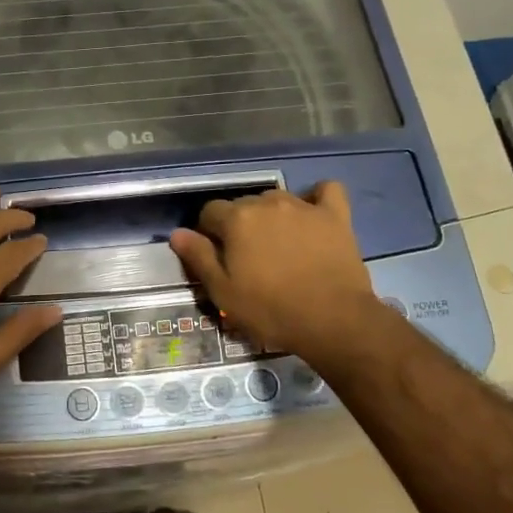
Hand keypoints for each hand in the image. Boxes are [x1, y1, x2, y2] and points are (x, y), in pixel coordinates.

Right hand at [169, 183, 384, 371]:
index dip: (209, 233)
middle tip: (248, 257)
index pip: (210, 212)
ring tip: (278, 244)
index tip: (217, 257)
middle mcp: (267, 203)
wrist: (334, 321)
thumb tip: (178, 233)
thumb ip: (199, 257)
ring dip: (271, 215)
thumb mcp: (223, 292)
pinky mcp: (334, 215)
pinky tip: (313, 214)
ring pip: (276, 199)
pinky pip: (326, 191)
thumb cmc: (271, 310)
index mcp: (236, 219)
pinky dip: (317, 198)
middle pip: (243, 204)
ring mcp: (303, 206)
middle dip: (239, 224)